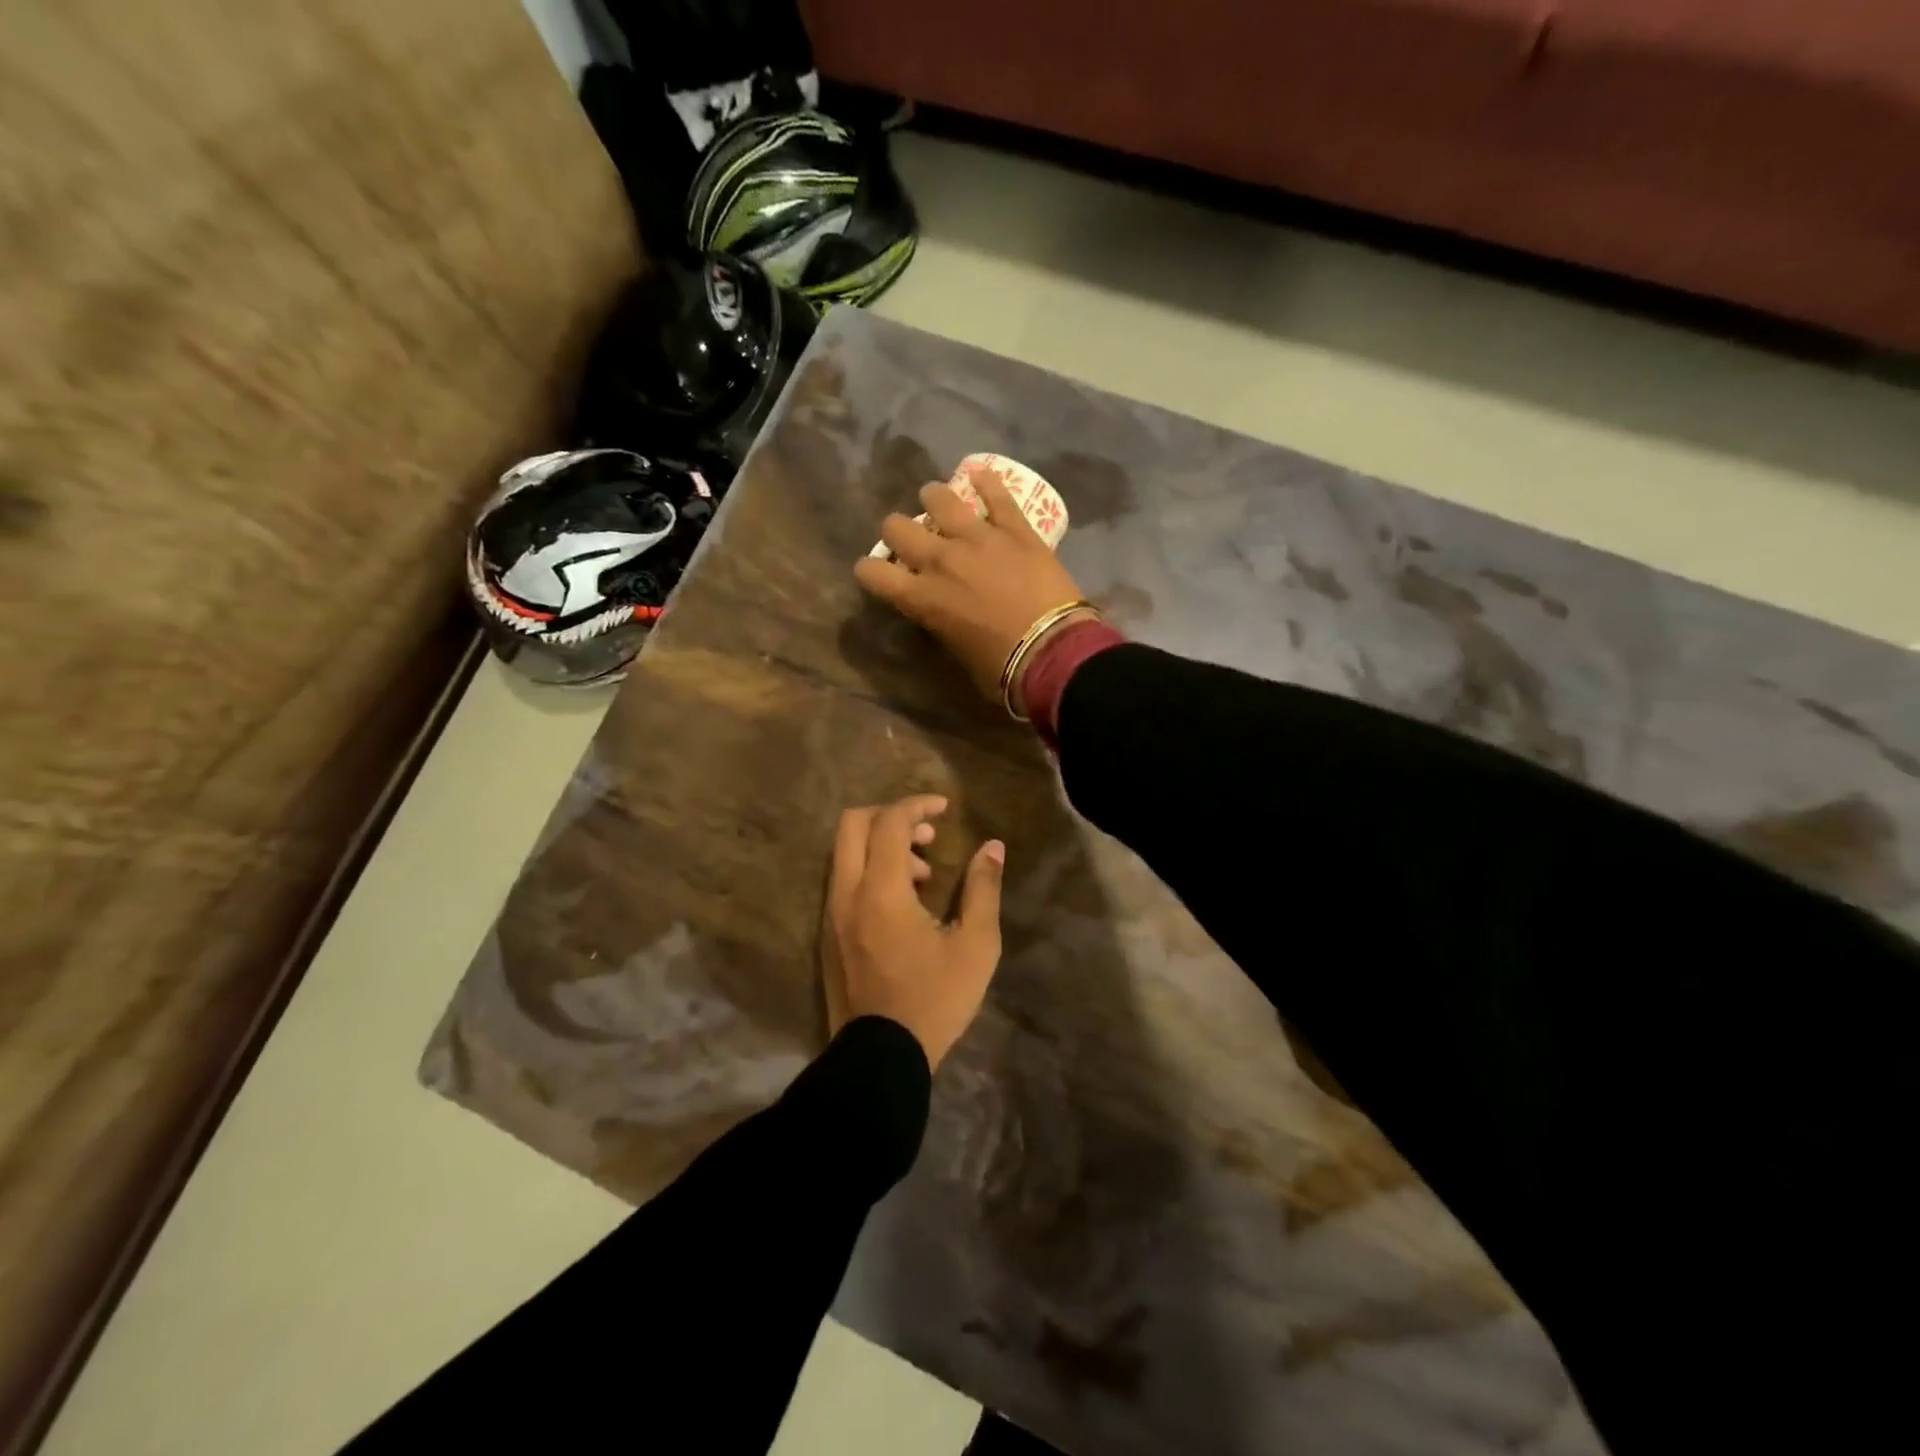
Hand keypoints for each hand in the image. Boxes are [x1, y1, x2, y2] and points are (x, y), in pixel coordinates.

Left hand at [823, 794, 1003, 1069]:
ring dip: (882, 847)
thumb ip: (983, 889)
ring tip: (924, 877)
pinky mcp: (828, 934)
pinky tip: (904, 904)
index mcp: (881, 890)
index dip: (917, 804)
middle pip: (853, 824)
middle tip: (927, 836)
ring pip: (846, 853)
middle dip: (891, 817)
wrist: (881, 1058)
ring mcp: (832, 914)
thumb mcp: (975, 945)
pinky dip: (871, 872)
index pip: (889, 821)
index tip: (944, 808)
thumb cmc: (934, 999)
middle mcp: (847, 893)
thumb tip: (992, 847)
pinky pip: (844, 881)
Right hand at [854, 465, 1088, 707]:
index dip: (868, 570)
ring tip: (936, 501)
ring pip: (940, 499)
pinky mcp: (1015, 529)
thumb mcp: (957, 651)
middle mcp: (941, 560)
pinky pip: (996, 495)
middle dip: (897, 531)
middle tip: (910, 538)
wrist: (1053, 650)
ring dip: (933, 499)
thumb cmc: (1003, 668)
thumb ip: (942, 622)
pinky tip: (980, 475)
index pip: (874, 573)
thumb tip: (943, 612)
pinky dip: (986, 483)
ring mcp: (978, 538)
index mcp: (922, 598)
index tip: (874, 571)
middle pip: (897, 528)